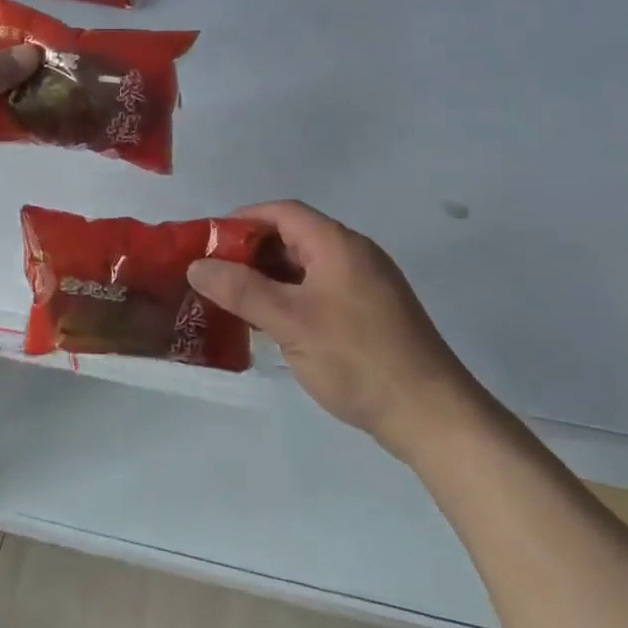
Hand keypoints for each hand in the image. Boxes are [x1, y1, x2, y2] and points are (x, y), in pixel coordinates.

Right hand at [187, 201, 478, 454]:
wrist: (430, 414)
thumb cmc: (357, 358)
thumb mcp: (291, 322)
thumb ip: (241, 290)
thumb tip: (197, 265)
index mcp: (337, 244)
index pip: (282, 212)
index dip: (242, 220)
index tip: (208, 241)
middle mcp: (353, 255)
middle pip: (293, 237)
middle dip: (251, 252)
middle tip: (214, 275)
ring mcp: (365, 285)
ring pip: (306, 267)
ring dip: (269, 278)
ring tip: (233, 300)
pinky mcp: (370, 314)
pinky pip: (320, 291)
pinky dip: (290, 298)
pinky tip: (271, 325)